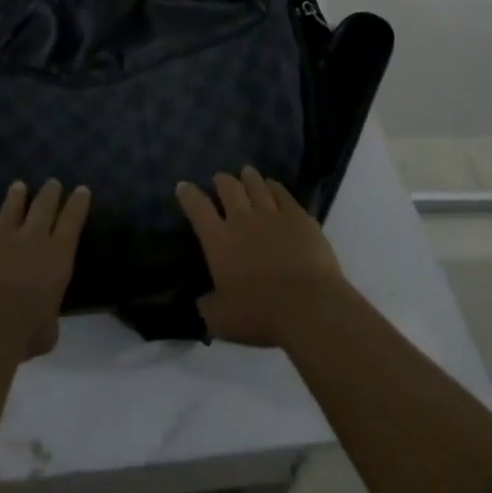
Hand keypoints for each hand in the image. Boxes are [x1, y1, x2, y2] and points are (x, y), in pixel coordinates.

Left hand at [0, 179, 90, 361]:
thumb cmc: (25, 332)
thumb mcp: (48, 331)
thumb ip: (47, 319)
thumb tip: (43, 323)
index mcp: (57, 257)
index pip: (72, 222)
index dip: (78, 204)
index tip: (82, 190)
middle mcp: (32, 239)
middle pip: (43, 207)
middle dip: (50, 193)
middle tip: (53, 182)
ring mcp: (0, 237)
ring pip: (10, 209)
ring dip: (15, 196)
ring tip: (18, 185)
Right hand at [176, 168, 346, 346]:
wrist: (308, 306)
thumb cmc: (259, 314)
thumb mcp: (220, 320)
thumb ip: (208, 306)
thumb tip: (202, 300)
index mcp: (219, 241)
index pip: (198, 209)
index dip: (188, 195)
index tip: (183, 186)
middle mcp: (242, 220)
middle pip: (229, 189)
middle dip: (222, 181)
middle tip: (220, 178)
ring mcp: (273, 215)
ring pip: (256, 186)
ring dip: (248, 178)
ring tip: (246, 173)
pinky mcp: (299, 217)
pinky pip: (283, 194)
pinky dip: (275, 187)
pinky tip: (273, 185)